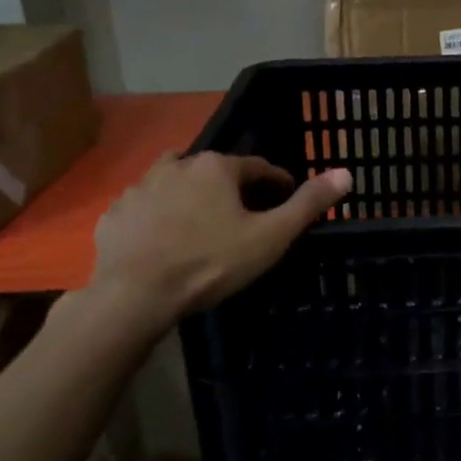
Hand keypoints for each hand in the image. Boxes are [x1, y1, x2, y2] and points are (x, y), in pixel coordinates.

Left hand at [91, 152, 351, 314]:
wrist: (135, 295)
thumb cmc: (211, 263)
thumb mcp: (270, 237)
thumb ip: (307, 204)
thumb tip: (345, 172)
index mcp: (216, 167)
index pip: (256, 166)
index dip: (275, 182)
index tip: (284, 198)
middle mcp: (177, 165)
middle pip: (214, 172)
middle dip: (230, 188)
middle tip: (243, 218)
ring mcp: (140, 188)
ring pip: (174, 184)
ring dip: (191, 196)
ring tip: (201, 224)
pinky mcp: (115, 214)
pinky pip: (144, 208)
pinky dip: (157, 216)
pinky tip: (163, 240)